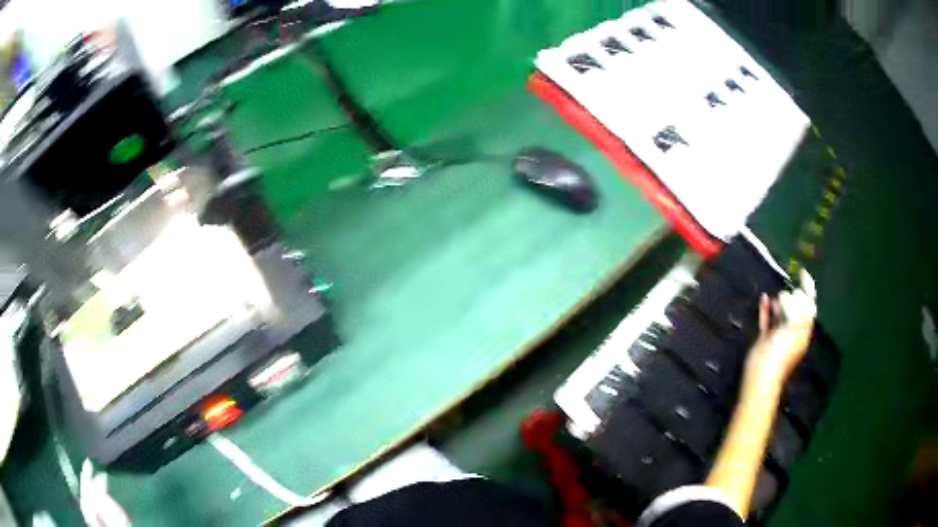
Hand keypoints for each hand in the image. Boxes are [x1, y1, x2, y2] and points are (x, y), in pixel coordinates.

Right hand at [747, 269, 817, 384]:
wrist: (761, 375)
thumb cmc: (781, 352)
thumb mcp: (794, 326)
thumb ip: (796, 307)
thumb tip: (789, 295)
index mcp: (803, 328)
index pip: (809, 303)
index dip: (808, 287)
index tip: (802, 272)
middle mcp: (794, 330)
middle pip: (795, 306)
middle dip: (791, 297)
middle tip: (786, 299)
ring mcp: (779, 335)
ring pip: (781, 312)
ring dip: (779, 302)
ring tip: (775, 297)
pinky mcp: (766, 339)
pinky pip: (767, 320)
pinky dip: (766, 309)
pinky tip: (764, 298)